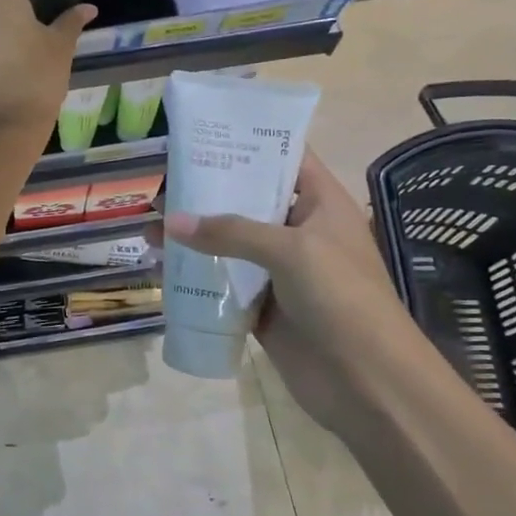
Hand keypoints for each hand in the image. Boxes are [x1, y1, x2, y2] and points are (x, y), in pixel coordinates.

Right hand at [166, 149, 444, 436]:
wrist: (366, 380)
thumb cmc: (341, 298)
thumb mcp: (292, 250)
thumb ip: (231, 232)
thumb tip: (169, 221)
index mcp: (321, 205)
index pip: (286, 159)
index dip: (250, 143)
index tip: (206, 135)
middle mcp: (299, 232)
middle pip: (249, 200)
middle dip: (208, 191)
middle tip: (162, 180)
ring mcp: (280, 271)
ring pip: (230, 244)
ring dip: (194, 236)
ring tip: (149, 226)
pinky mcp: (262, 307)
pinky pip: (224, 283)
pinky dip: (196, 275)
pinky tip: (163, 267)